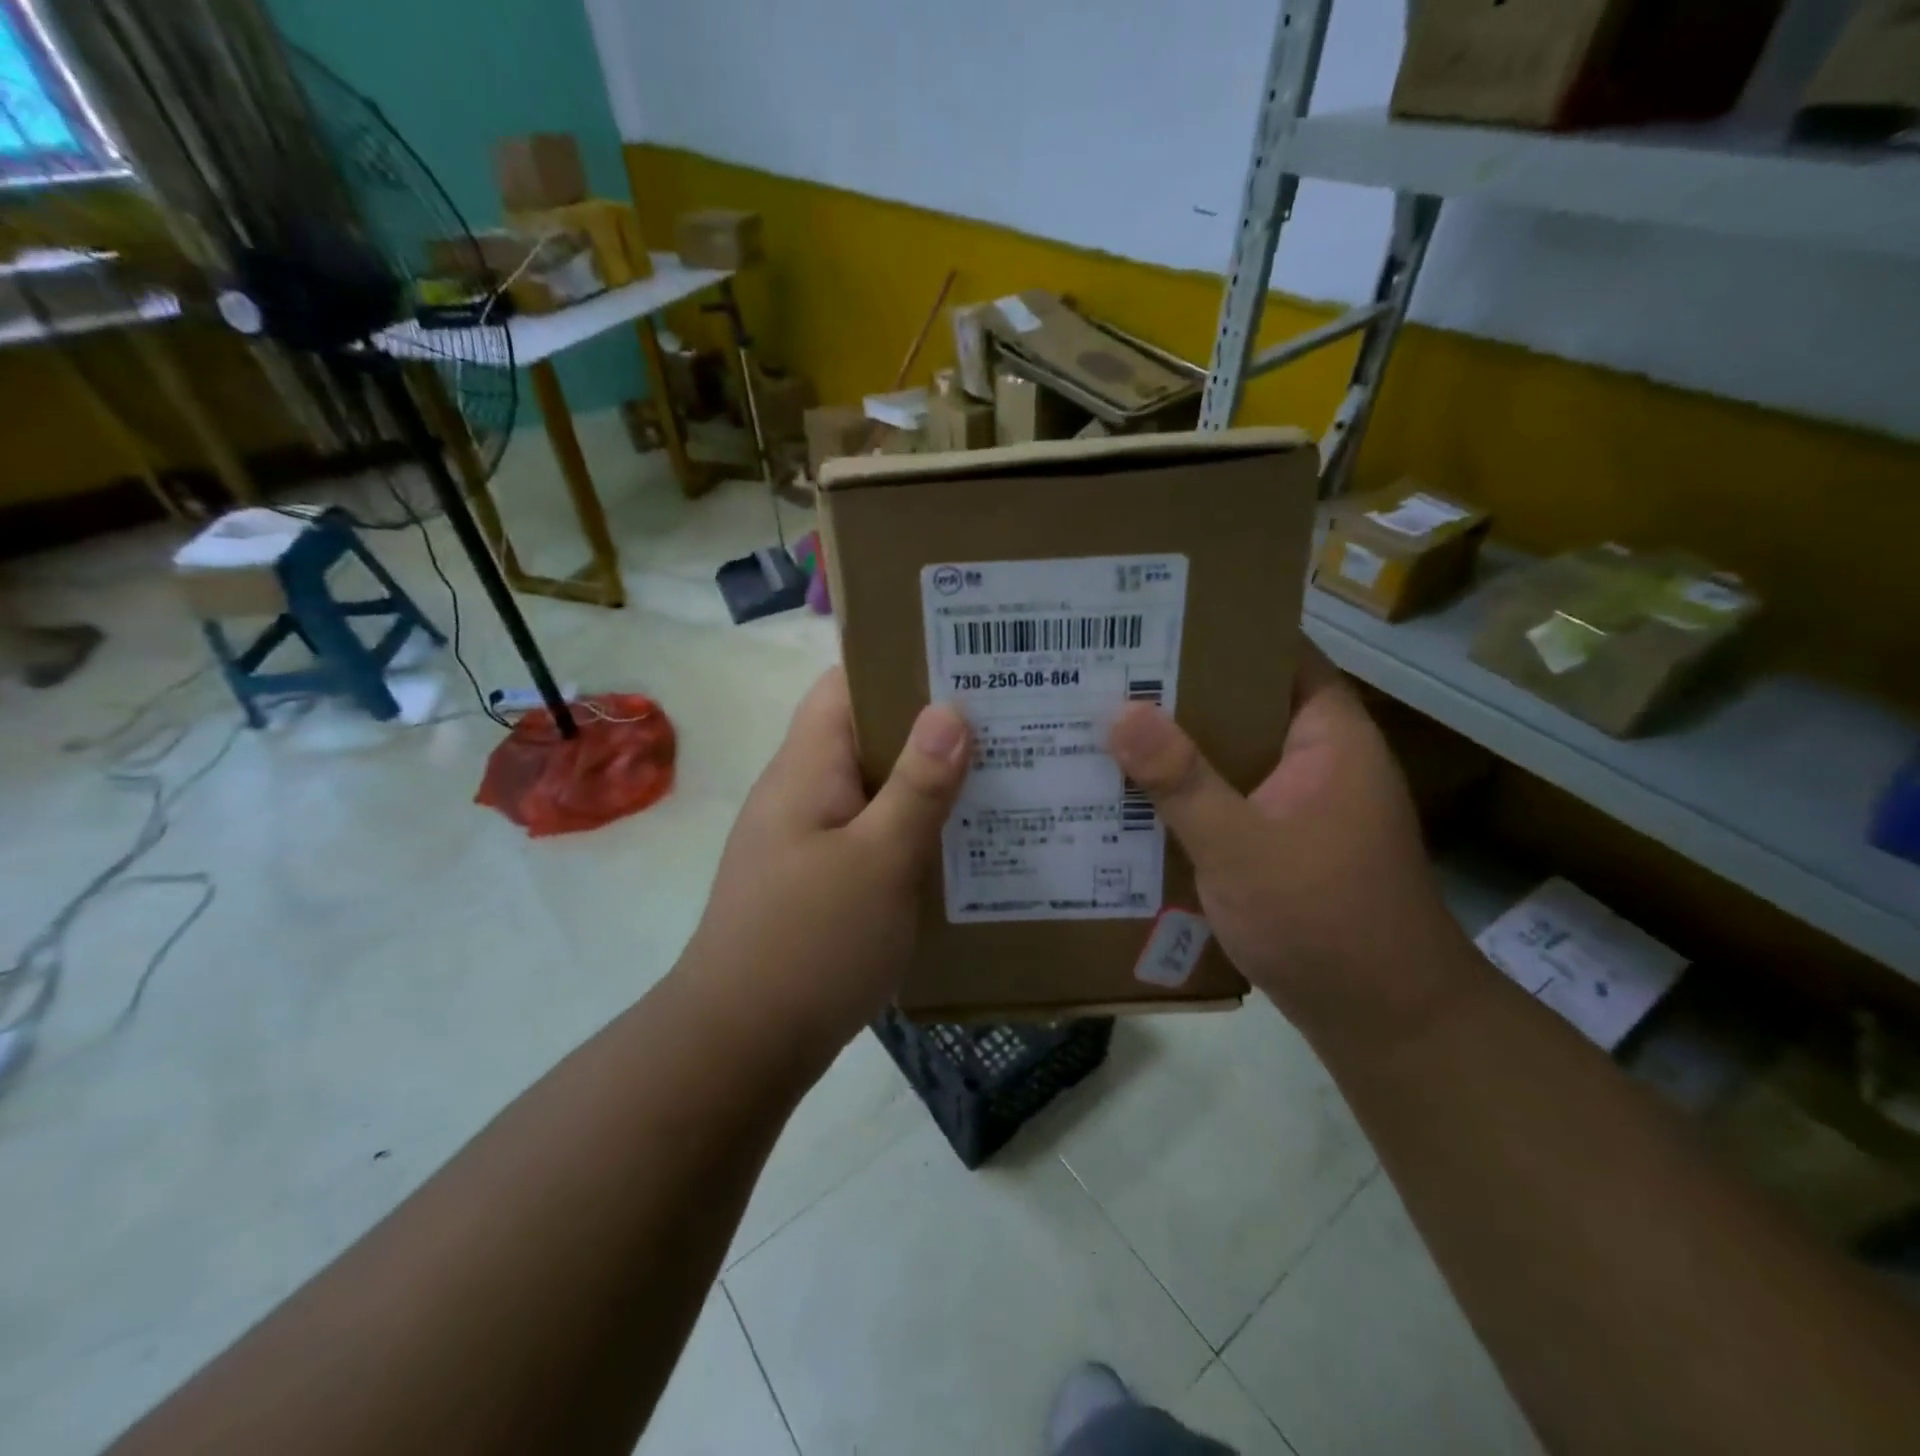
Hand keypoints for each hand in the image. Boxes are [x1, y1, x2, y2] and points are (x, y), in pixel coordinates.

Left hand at [678, 668, 969, 1060]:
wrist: (740, 1046)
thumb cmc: (811, 943)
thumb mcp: (880, 860)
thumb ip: (918, 785)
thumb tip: (950, 709)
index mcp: (807, 768)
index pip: (845, 685)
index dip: (899, 666)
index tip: (965, 666)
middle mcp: (801, 792)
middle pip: (866, 736)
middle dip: (930, 727)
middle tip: (1003, 724)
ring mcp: (806, 839)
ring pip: (873, 790)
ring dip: (925, 784)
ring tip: (997, 778)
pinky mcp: (817, 882)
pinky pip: (871, 836)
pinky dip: (911, 831)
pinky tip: (960, 846)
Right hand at [1107, 647, 1468, 1044]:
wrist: (1384, 1020)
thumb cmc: (1323, 919)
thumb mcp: (1240, 846)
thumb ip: (1180, 779)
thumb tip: (1118, 710)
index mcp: (1328, 736)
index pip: (1277, 653)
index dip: (1220, 631)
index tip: (1151, 621)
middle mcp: (1318, 758)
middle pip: (1244, 702)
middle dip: (1179, 691)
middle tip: (1105, 673)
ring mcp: (1301, 802)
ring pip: (1230, 754)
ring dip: (1178, 746)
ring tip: (1104, 724)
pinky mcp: (1282, 840)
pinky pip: (1227, 797)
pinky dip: (1187, 792)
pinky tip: (1131, 795)